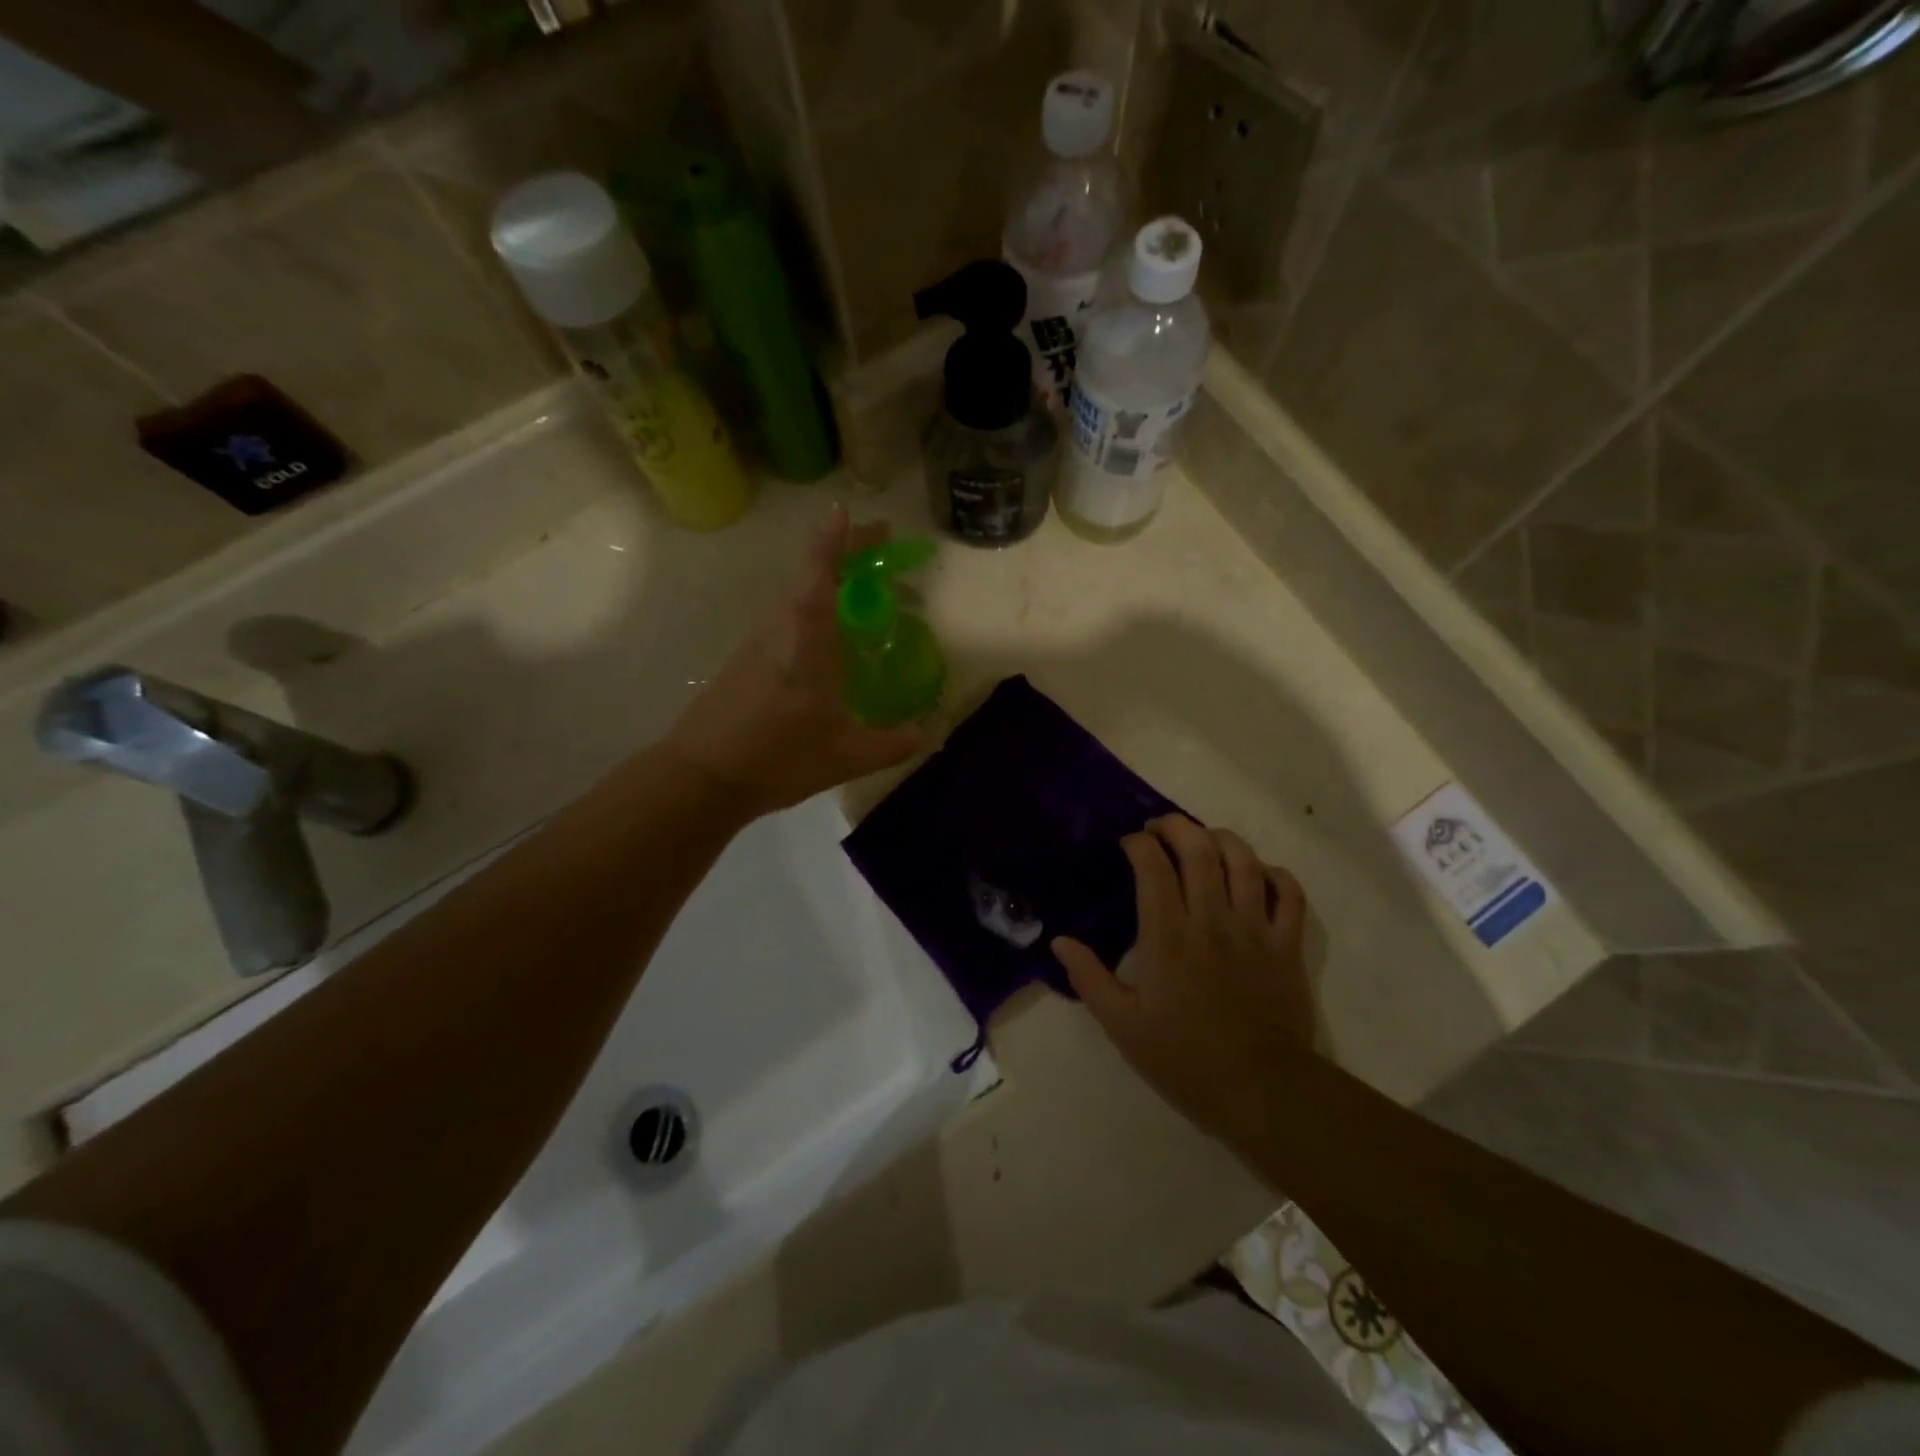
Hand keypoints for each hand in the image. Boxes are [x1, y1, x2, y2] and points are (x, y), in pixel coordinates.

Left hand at [662, 506, 923, 817]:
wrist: (700, 778)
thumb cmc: (776, 759)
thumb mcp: (845, 756)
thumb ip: (892, 743)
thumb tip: (929, 734)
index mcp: (806, 643)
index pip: (819, 577)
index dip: (833, 542)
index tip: (844, 510)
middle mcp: (778, 631)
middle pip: (810, 576)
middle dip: (845, 554)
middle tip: (881, 547)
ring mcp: (756, 645)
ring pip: (795, 597)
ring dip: (828, 581)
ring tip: (862, 588)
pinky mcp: (743, 662)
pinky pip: (784, 620)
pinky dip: (811, 609)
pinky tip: (827, 637)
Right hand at [1053, 815, 1313, 1148]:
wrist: (1260, 1091)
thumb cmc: (1184, 1058)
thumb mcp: (1122, 1025)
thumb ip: (1089, 978)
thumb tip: (1060, 942)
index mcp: (1168, 935)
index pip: (1152, 866)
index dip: (1139, 844)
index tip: (1128, 844)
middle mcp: (1212, 919)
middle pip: (1199, 849)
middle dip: (1176, 826)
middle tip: (1160, 828)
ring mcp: (1255, 929)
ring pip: (1245, 861)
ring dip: (1222, 839)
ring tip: (1205, 840)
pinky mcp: (1288, 945)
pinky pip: (1289, 893)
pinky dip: (1274, 874)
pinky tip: (1258, 873)